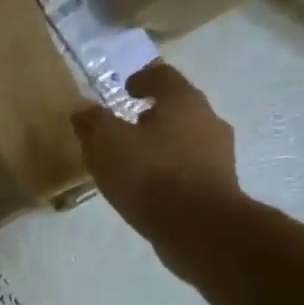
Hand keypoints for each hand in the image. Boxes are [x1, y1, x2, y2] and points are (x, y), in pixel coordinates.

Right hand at [73, 63, 243, 251]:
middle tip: (127, 127)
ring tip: (136, 162)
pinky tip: (152, 189)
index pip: (163, 75)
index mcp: (183, 101)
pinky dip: (171, 171)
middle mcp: (208, 120)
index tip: (126, 89)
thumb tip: (83, 110)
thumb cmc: (151, 175)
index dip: (142, 78)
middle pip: (179, 108)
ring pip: (187, 139)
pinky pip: (191, 169)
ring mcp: (220, 155)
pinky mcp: (221, 187)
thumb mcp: (106, 144)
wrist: (200, 229)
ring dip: (163, 145)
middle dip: (153, 115)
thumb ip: (92, 123)